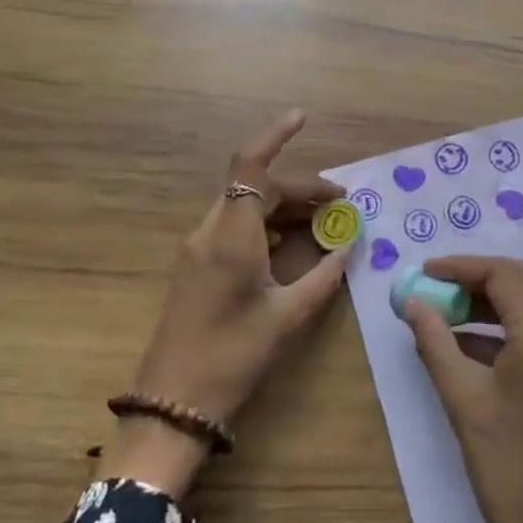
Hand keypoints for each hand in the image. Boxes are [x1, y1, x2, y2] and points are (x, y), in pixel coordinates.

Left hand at [103, 109, 348, 497]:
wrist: (172, 404)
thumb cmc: (232, 359)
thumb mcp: (287, 318)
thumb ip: (322, 277)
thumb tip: (349, 246)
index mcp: (231, 237)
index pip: (250, 167)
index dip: (275, 135)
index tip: (303, 118)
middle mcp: (211, 231)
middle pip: (255, 186)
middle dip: (299, 186)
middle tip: (341, 203)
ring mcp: (199, 247)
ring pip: (245, 204)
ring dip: (283, 205)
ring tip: (325, 220)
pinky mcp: (196, 264)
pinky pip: (235, 226)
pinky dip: (266, 223)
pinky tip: (294, 242)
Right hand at [402, 256, 522, 522]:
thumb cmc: (510, 471)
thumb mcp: (463, 402)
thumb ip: (435, 342)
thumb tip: (412, 303)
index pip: (502, 274)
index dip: (460, 268)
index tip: (424, 274)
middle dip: (478, 278)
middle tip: (438, 293)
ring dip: (494, 300)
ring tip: (447, 317)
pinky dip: (510, 325)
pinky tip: (473, 347)